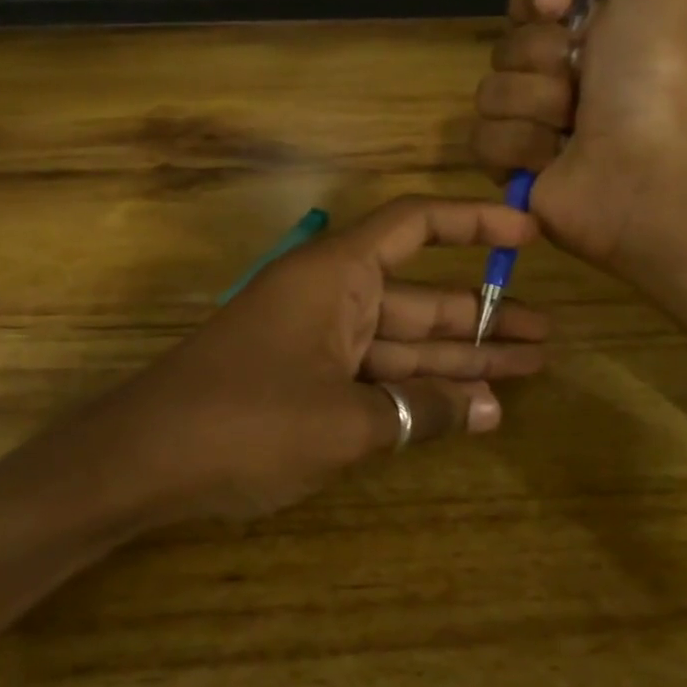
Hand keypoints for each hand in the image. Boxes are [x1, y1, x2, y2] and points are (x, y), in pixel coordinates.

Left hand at [86, 197, 548, 522]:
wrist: (142, 461)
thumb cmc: (245, 421)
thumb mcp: (346, 421)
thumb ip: (420, 411)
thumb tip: (488, 411)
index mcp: (336, 274)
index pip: (415, 225)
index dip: (474, 224)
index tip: (527, 238)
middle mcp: (330, 297)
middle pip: (419, 297)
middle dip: (481, 319)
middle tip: (545, 338)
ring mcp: (316, 343)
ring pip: (401, 343)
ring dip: (458, 361)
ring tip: (526, 372)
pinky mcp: (304, 382)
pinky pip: (374, 377)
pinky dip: (415, 393)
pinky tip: (466, 412)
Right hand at [470, 0, 686, 275]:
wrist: (650, 165)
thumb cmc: (656, 71)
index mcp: (595, 34)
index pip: (527, 3)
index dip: (533, 1)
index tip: (559, 7)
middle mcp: (564, 78)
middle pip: (505, 46)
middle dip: (540, 58)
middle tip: (583, 80)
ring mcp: (536, 127)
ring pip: (489, 93)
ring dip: (533, 104)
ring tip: (573, 126)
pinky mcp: (515, 171)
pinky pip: (482, 140)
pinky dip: (519, 146)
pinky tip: (553, 158)